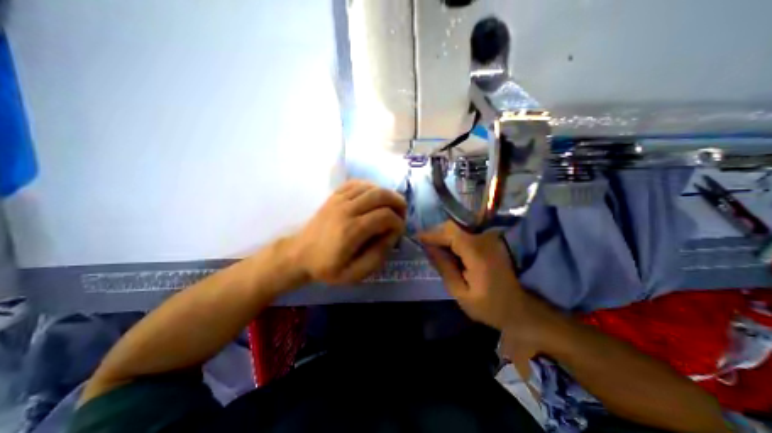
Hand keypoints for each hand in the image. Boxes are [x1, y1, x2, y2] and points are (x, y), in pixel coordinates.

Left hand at [287, 180, 405, 285]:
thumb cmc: (327, 267)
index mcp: (351, 230)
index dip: (398, 222)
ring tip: (391, 205)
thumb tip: (392, 235)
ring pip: (371, 186)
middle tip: (402, 213)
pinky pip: (356, 183)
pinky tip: (374, 196)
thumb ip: (378, 255)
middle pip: (380, 195)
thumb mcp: (355, 273)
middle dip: (397, 202)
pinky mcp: (334, 196)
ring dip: (386, 194)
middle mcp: (346, 210)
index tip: (399, 231)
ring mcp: (339, 200)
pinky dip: (370, 187)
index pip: (385, 216)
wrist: (298, 254)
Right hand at [416, 223, 555, 338]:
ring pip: (459, 228)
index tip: (417, 238)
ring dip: (444, 235)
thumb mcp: (460, 293)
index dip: (432, 233)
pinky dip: (453, 239)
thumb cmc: (489, 306)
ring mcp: (490, 239)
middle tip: (424, 245)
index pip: (450, 232)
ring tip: (433, 248)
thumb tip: (428, 248)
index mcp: (477, 253)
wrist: (520, 309)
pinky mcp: (490, 241)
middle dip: (436, 233)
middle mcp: (485, 240)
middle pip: (454, 226)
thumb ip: (444, 267)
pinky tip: (448, 250)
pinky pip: (466, 233)